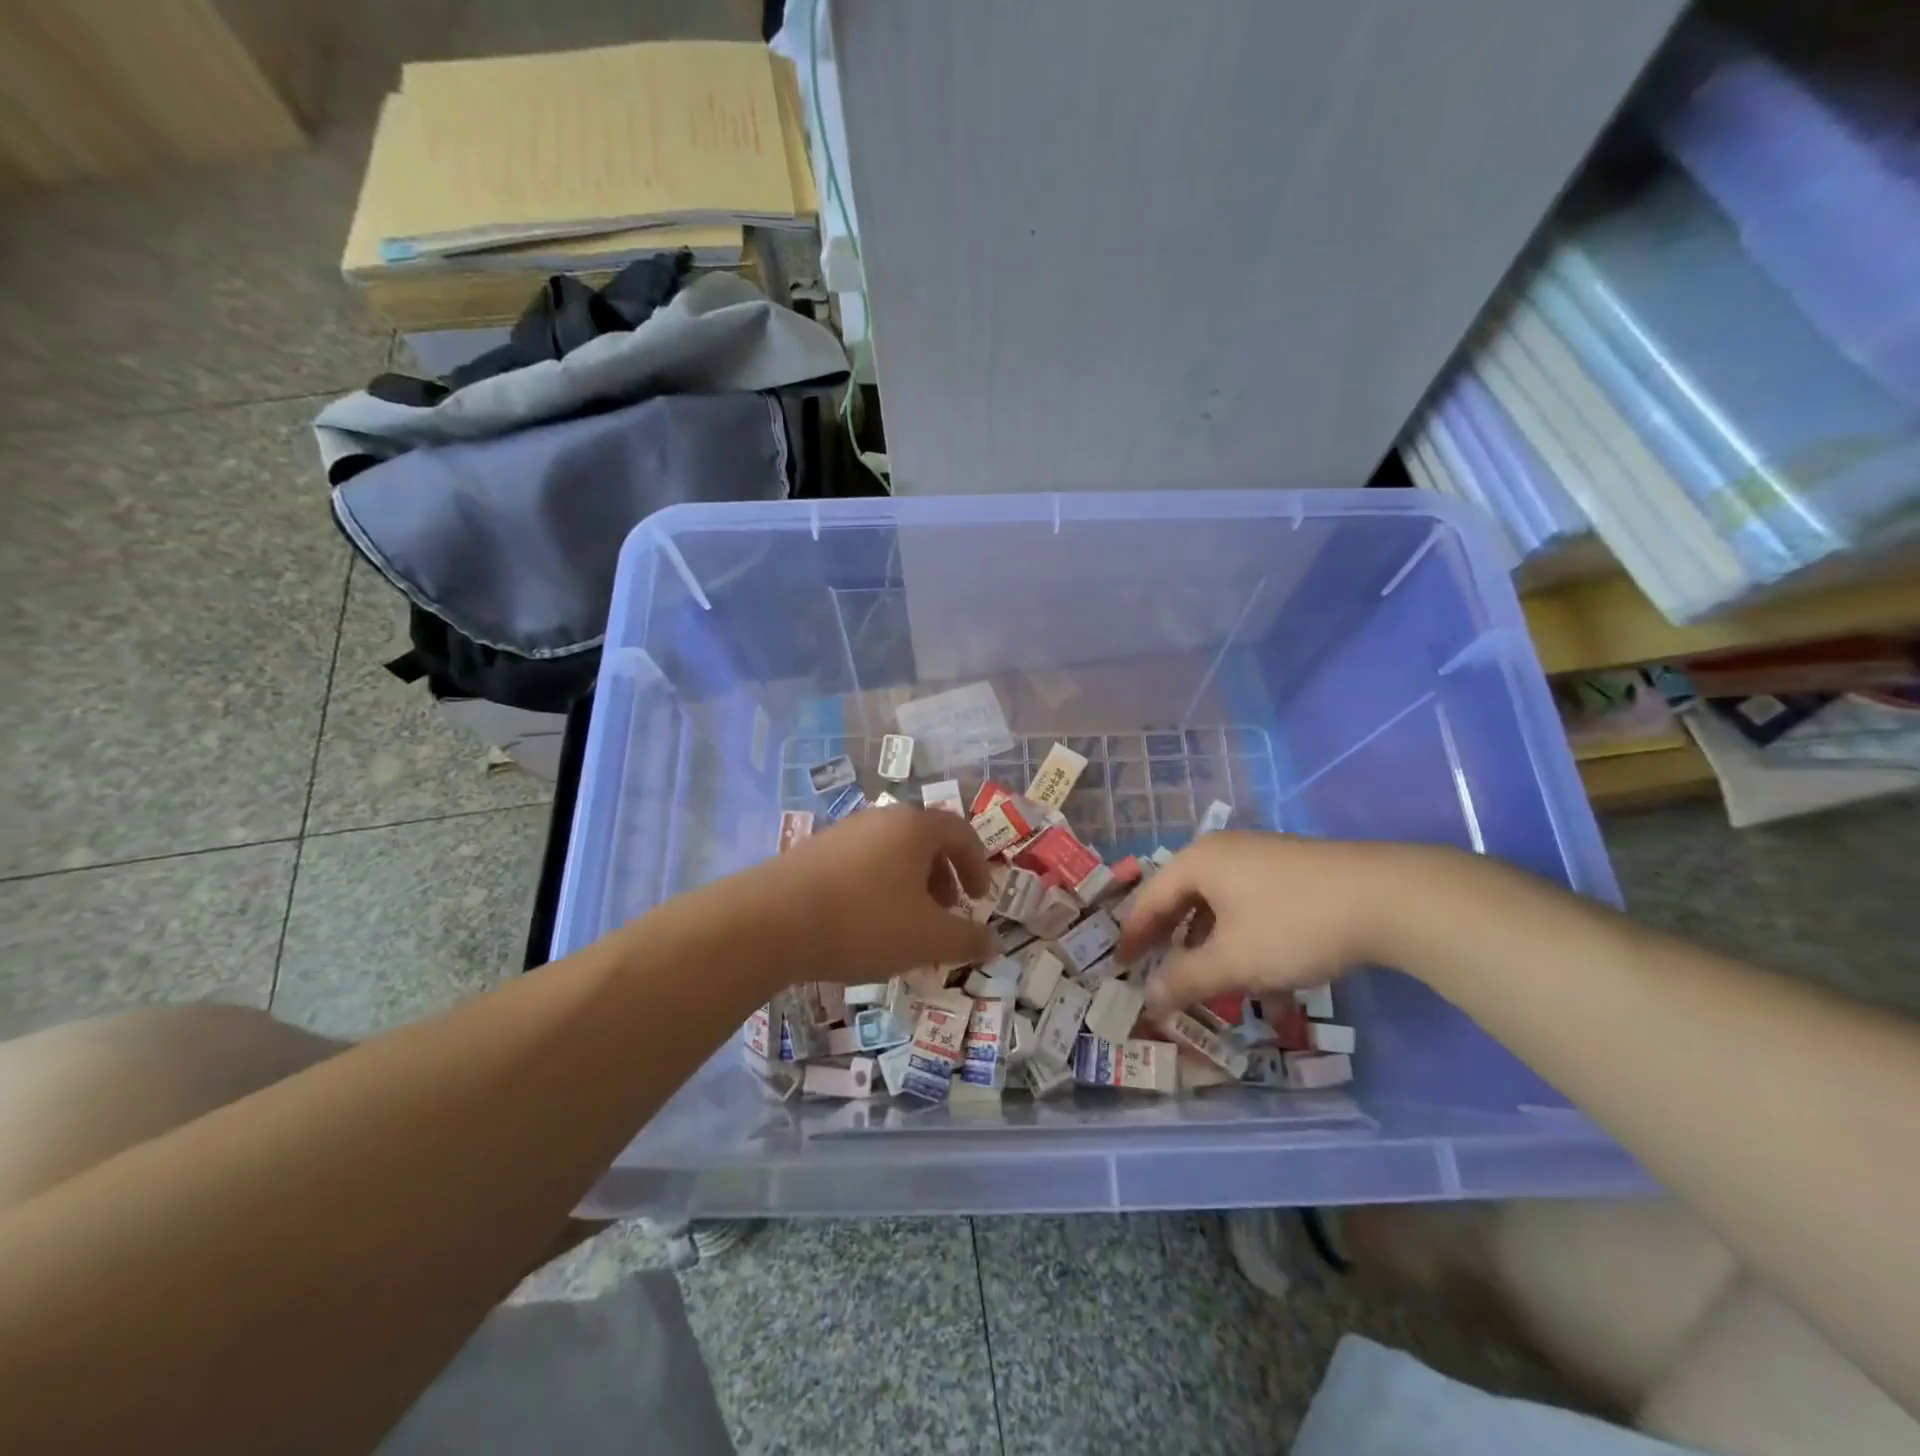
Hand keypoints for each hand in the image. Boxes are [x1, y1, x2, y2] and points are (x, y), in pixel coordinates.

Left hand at [758, 805, 996, 981]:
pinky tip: (865, 924)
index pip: (961, 833)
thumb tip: (994, 943)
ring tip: (906, 924)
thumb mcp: (926, 938)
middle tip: (946, 913)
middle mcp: (881, 818)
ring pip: (891, 853)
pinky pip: (862, 863)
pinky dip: (878, 887)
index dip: (977, 866)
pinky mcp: (814, 850)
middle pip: (925, 840)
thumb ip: (967, 939)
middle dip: (943, 877)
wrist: (770, 922)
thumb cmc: (863, 922)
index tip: (980, 899)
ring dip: (910, 884)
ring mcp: (844, 831)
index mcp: (915, 827)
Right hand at [1115, 831, 1432, 1011]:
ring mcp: (1262, 858)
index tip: (1121, 967)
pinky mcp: (1294, 872)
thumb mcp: (1232, 961)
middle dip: (1175, 944)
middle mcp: (1224, 852)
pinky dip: (1248, 941)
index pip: (1149, 900)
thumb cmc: (1292, 925)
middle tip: (1162, 975)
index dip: (1133, 936)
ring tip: (1218, 987)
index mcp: (1197, 862)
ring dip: (1215, 949)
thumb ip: (1185, 980)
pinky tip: (1269, 980)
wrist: (1386, 898)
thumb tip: (1149, 999)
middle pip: (1184, 900)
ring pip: (1222, 907)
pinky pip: (1253, 907)